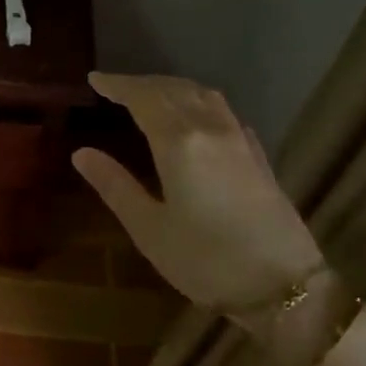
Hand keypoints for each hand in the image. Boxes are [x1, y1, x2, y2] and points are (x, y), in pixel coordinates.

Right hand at [72, 73, 324, 311]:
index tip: (95, 79)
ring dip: (172, 87)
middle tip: (115, 87)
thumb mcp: (149, 229)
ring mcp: (239, 140)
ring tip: (150, 94)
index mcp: (180, 143)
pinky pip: (223, 111)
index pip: (144, 98)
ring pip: (203, 95)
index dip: (118, 85)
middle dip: (142, 83)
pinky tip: (195, 116)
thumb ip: (115, 186)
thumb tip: (82, 154)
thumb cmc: (206, 260)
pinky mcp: (257, 156)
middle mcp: (211, 130)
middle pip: (174, 90)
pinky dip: (199, 102)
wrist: (284, 285)